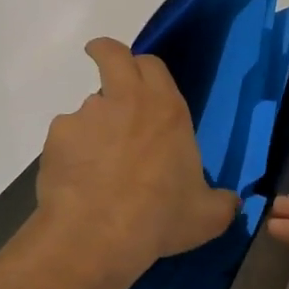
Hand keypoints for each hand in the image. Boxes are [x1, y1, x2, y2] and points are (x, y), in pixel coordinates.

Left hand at [35, 38, 238, 281]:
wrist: (99, 235)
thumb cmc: (162, 219)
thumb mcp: (207, 216)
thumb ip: (222, 202)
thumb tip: (232, 202)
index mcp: (167, 110)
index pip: (153, 64)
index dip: (146, 69)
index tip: (142, 79)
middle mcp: (126, 101)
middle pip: (112, 54)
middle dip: (106, 54)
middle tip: (107, 68)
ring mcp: (87, 116)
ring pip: (88, 106)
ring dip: (94, 124)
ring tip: (98, 165)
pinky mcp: (57, 138)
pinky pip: (66, 138)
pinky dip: (72, 154)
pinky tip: (78, 183)